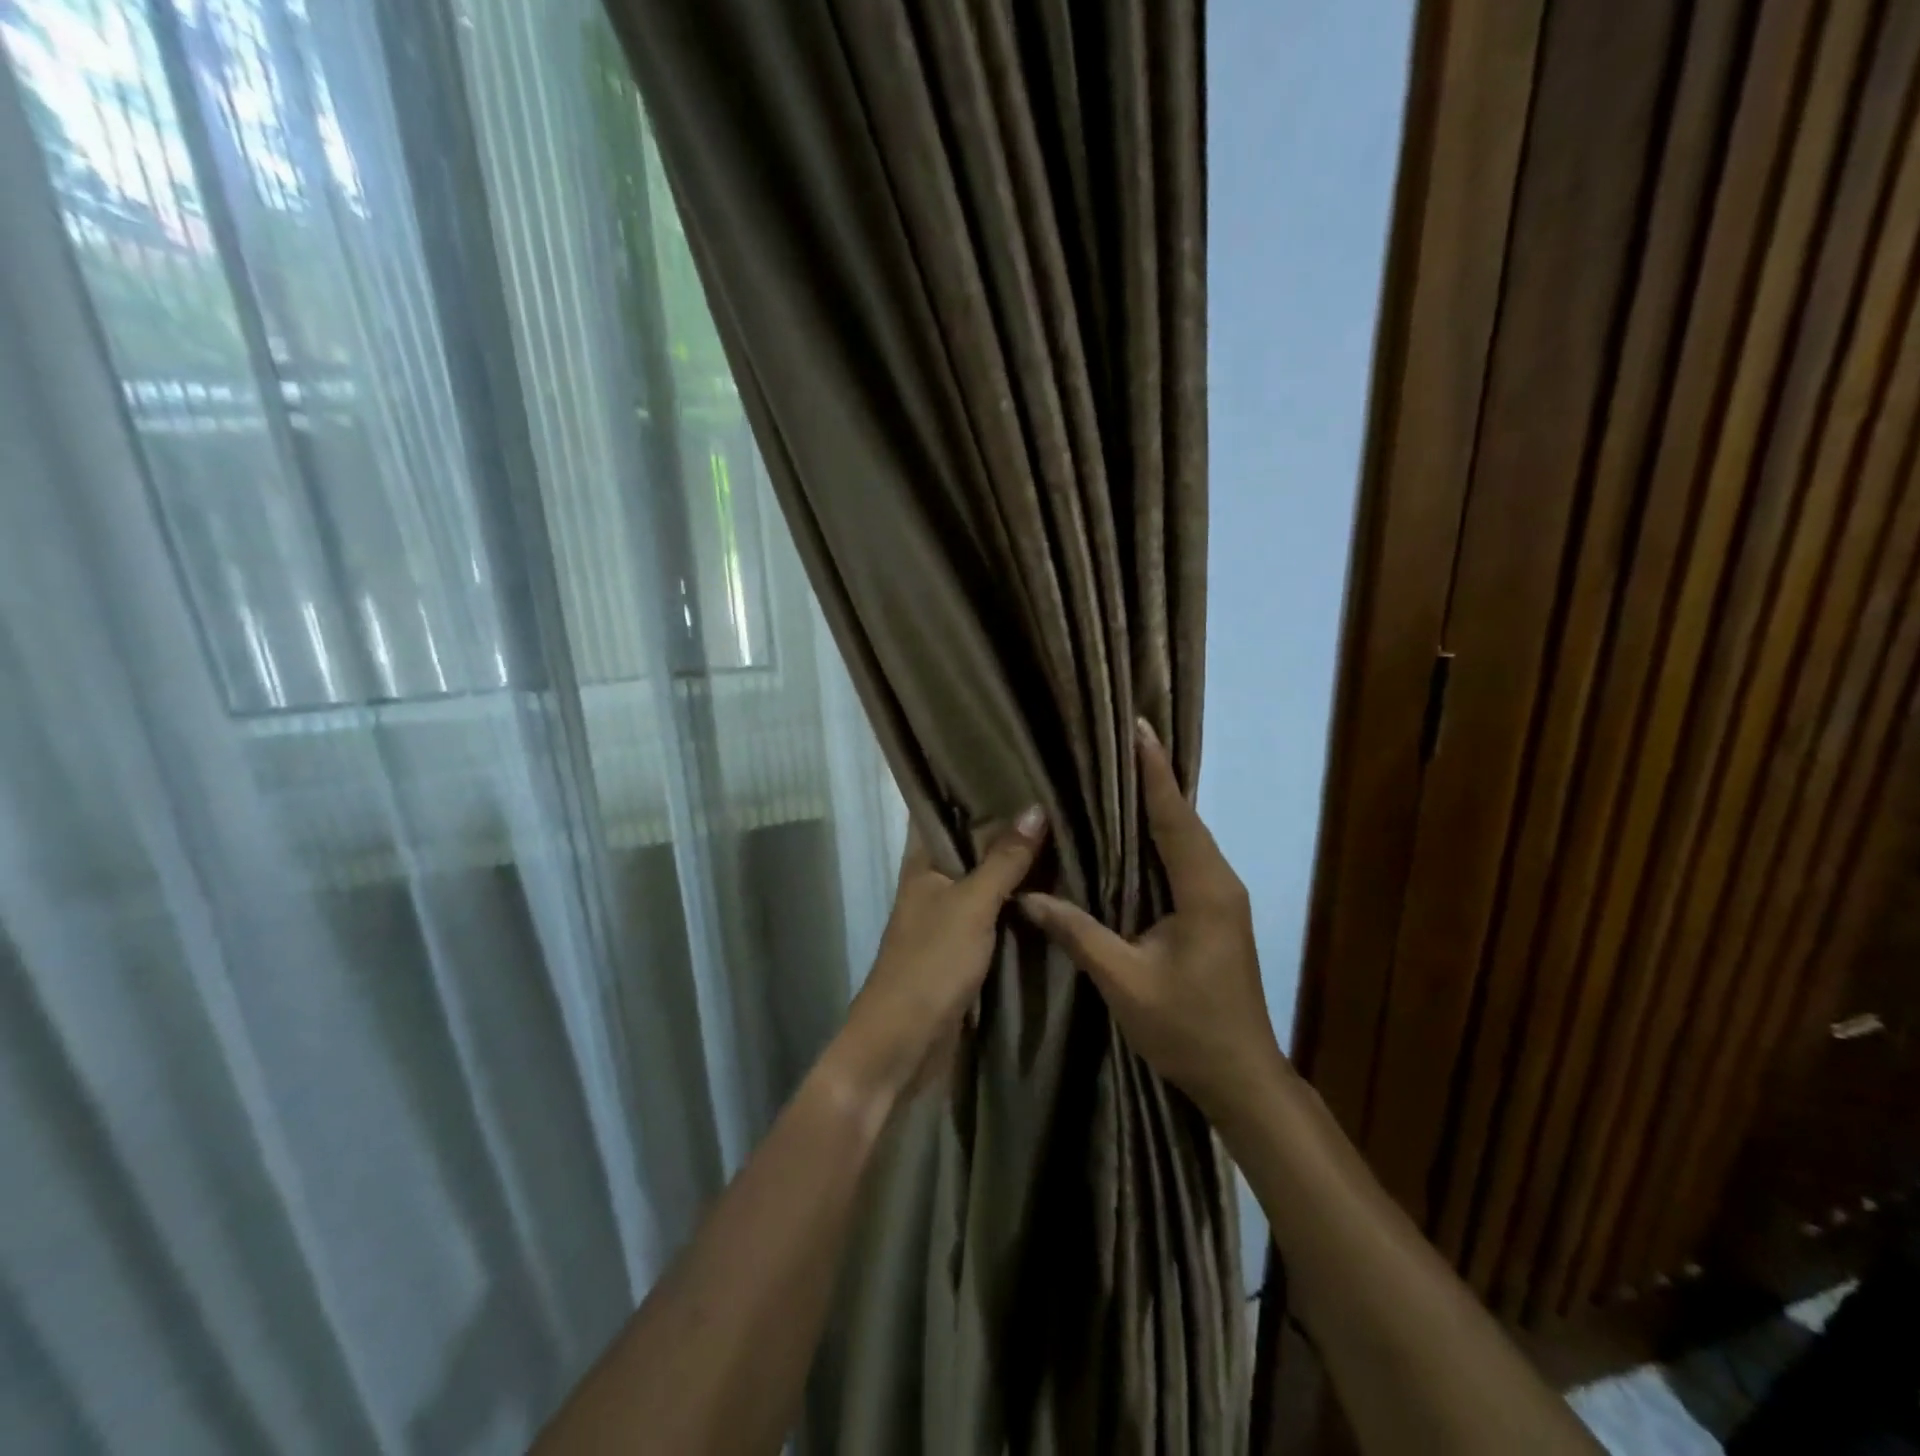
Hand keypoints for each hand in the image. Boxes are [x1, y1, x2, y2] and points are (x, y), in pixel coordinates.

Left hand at [828, 808, 1046, 1110]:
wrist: (903, 1044)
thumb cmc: (929, 963)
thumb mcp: (971, 906)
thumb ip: (1004, 860)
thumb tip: (1037, 807)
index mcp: (922, 862)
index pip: (940, 808)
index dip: (967, 783)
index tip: (1008, 759)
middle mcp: (933, 881)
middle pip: (969, 842)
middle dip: (1004, 822)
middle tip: (1053, 792)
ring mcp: (948, 915)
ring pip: (985, 878)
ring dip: (1015, 863)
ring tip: (1063, 828)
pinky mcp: (964, 946)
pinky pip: (994, 912)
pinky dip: (1017, 900)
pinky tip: (1053, 886)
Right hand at [1020, 719, 1287, 1126]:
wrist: (1242, 1077)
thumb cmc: (1187, 1029)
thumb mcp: (1124, 982)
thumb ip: (1078, 933)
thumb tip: (1027, 897)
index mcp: (1204, 891)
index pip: (1175, 818)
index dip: (1155, 773)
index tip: (1139, 729)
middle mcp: (1220, 883)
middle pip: (1184, 819)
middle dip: (1155, 778)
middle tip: (1121, 741)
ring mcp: (1222, 899)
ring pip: (1187, 838)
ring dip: (1160, 805)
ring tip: (1123, 773)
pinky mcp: (1216, 913)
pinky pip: (1186, 859)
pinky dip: (1162, 835)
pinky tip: (1135, 833)